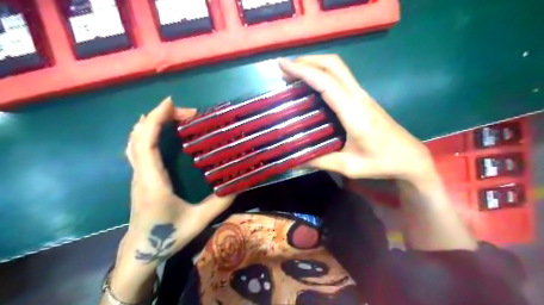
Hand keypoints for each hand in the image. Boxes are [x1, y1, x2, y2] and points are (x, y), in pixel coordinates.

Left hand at [120, 98, 235, 267]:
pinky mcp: (140, 178)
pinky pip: (137, 149)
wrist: (140, 252)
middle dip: (159, 116)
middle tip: (187, 112)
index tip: (171, 103)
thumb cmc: (167, 237)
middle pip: (139, 136)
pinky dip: (146, 133)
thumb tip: (239, 184)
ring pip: (134, 141)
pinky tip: (158, 131)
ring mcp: (137, 175)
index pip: (147, 143)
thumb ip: (220, 203)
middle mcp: (141, 174)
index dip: (155, 119)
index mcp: (153, 181)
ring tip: (173, 116)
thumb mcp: (198, 221)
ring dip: (151, 123)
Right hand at [280, 55, 436, 183]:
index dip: (303, 71)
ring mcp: (362, 95)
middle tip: (286, 69)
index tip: (283, 65)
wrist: (410, 156)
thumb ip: (320, 161)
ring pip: (338, 68)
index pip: (326, 82)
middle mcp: (358, 97)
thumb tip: (294, 159)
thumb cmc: (381, 162)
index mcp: (354, 112)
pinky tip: (312, 86)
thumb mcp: (349, 166)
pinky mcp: (363, 98)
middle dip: (308, 60)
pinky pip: (341, 78)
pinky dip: (323, 74)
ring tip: (294, 75)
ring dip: (315, 65)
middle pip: (334, 64)